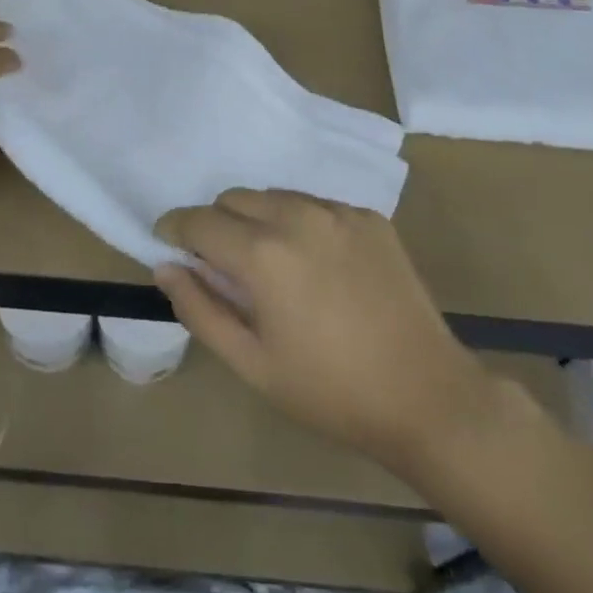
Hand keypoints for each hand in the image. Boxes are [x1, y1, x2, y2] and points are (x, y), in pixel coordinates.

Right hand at [155, 190, 507, 476]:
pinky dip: (298, 222)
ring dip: (256, 219)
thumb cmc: (329, 390)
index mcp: (262, 254)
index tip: (169, 243)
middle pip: (233, 198)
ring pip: (274, 196)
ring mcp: (338, 212)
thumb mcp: (251, 363)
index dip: (175, 229)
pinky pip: (314, 205)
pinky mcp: (369, 217)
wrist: (426, 396)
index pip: (198, 221)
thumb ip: (199, 309)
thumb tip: (165, 267)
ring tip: (269, 263)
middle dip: (215, 224)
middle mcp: (297, 217)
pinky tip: (314, 263)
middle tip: (222, 265)